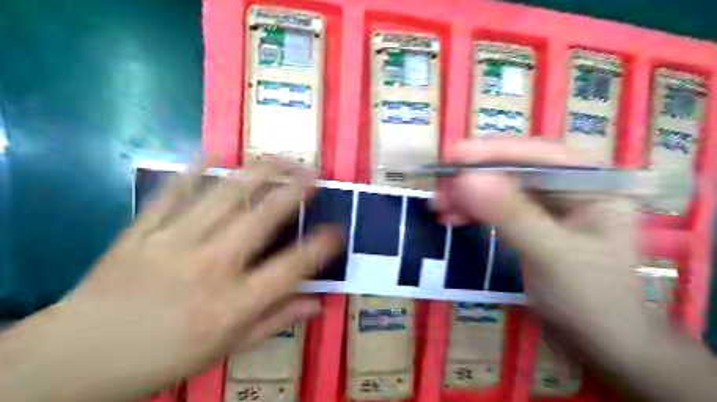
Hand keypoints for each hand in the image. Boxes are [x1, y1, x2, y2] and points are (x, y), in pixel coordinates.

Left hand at [0, 159, 341, 399]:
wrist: (77, 358)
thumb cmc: (164, 357)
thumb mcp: (227, 348)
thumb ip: (274, 321)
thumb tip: (318, 304)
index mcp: (232, 303)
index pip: (289, 268)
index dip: (319, 247)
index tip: (337, 231)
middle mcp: (209, 267)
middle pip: (260, 219)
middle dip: (292, 192)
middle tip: (313, 173)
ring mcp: (172, 244)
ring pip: (222, 198)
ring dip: (256, 173)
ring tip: (279, 157)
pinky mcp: (141, 232)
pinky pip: (170, 194)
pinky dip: (193, 170)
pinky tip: (212, 151)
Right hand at [433, 139, 653, 366]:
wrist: (600, 346)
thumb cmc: (590, 299)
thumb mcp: (550, 253)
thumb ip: (509, 214)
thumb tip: (465, 179)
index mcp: (590, 185)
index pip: (538, 155)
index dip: (493, 152)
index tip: (453, 155)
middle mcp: (569, 190)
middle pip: (513, 172)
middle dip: (474, 179)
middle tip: (440, 189)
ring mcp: (548, 209)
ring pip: (500, 191)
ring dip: (467, 197)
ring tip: (438, 207)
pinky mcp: (530, 227)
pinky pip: (496, 210)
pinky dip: (473, 213)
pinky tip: (452, 219)